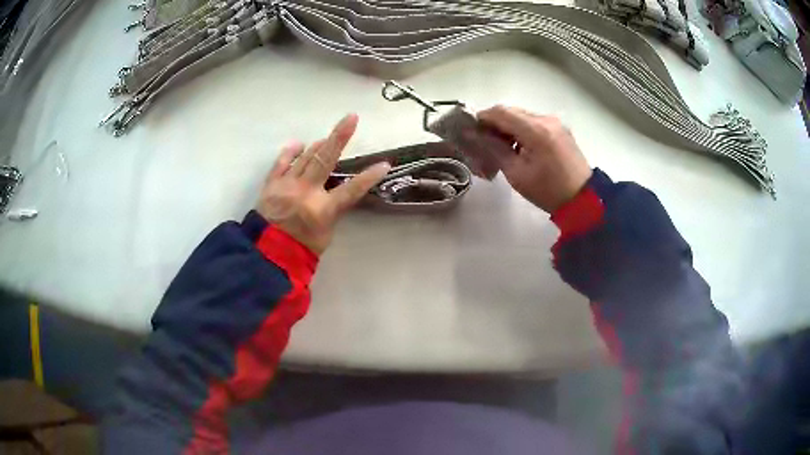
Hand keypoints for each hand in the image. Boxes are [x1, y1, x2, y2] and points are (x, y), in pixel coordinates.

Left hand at [257, 114, 390, 254]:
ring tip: (326, 139)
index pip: (351, 190)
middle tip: (351, 118)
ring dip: (318, 145)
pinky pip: (281, 162)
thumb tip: (333, 191)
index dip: (369, 177)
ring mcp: (286, 185)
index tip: (384, 164)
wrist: (267, 255)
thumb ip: (332, 210)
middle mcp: (305, 192)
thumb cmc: (301, 249)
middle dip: (340, 137)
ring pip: (305, 157)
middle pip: (324, 159)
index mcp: (322, 210)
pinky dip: (290, 152)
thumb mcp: (326, 234)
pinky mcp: (271, 184)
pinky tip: (298, 144)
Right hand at [478, 106, 592, 212]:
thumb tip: (474, 135)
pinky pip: (534, 123)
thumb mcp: (516, 173)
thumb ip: (494, 149)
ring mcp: (555, 123)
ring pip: (523, 116)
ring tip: (501, 149)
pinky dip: (522, 131)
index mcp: (536, 129)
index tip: (470, 131)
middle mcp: (546, 119)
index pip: (501, 112)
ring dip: (508, 128)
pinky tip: (519, 148)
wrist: (583, 200)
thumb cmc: (548, 191)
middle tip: (483, 143)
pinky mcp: (560, 129)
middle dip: (494, 124)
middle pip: (512, 112)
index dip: (482, 118)